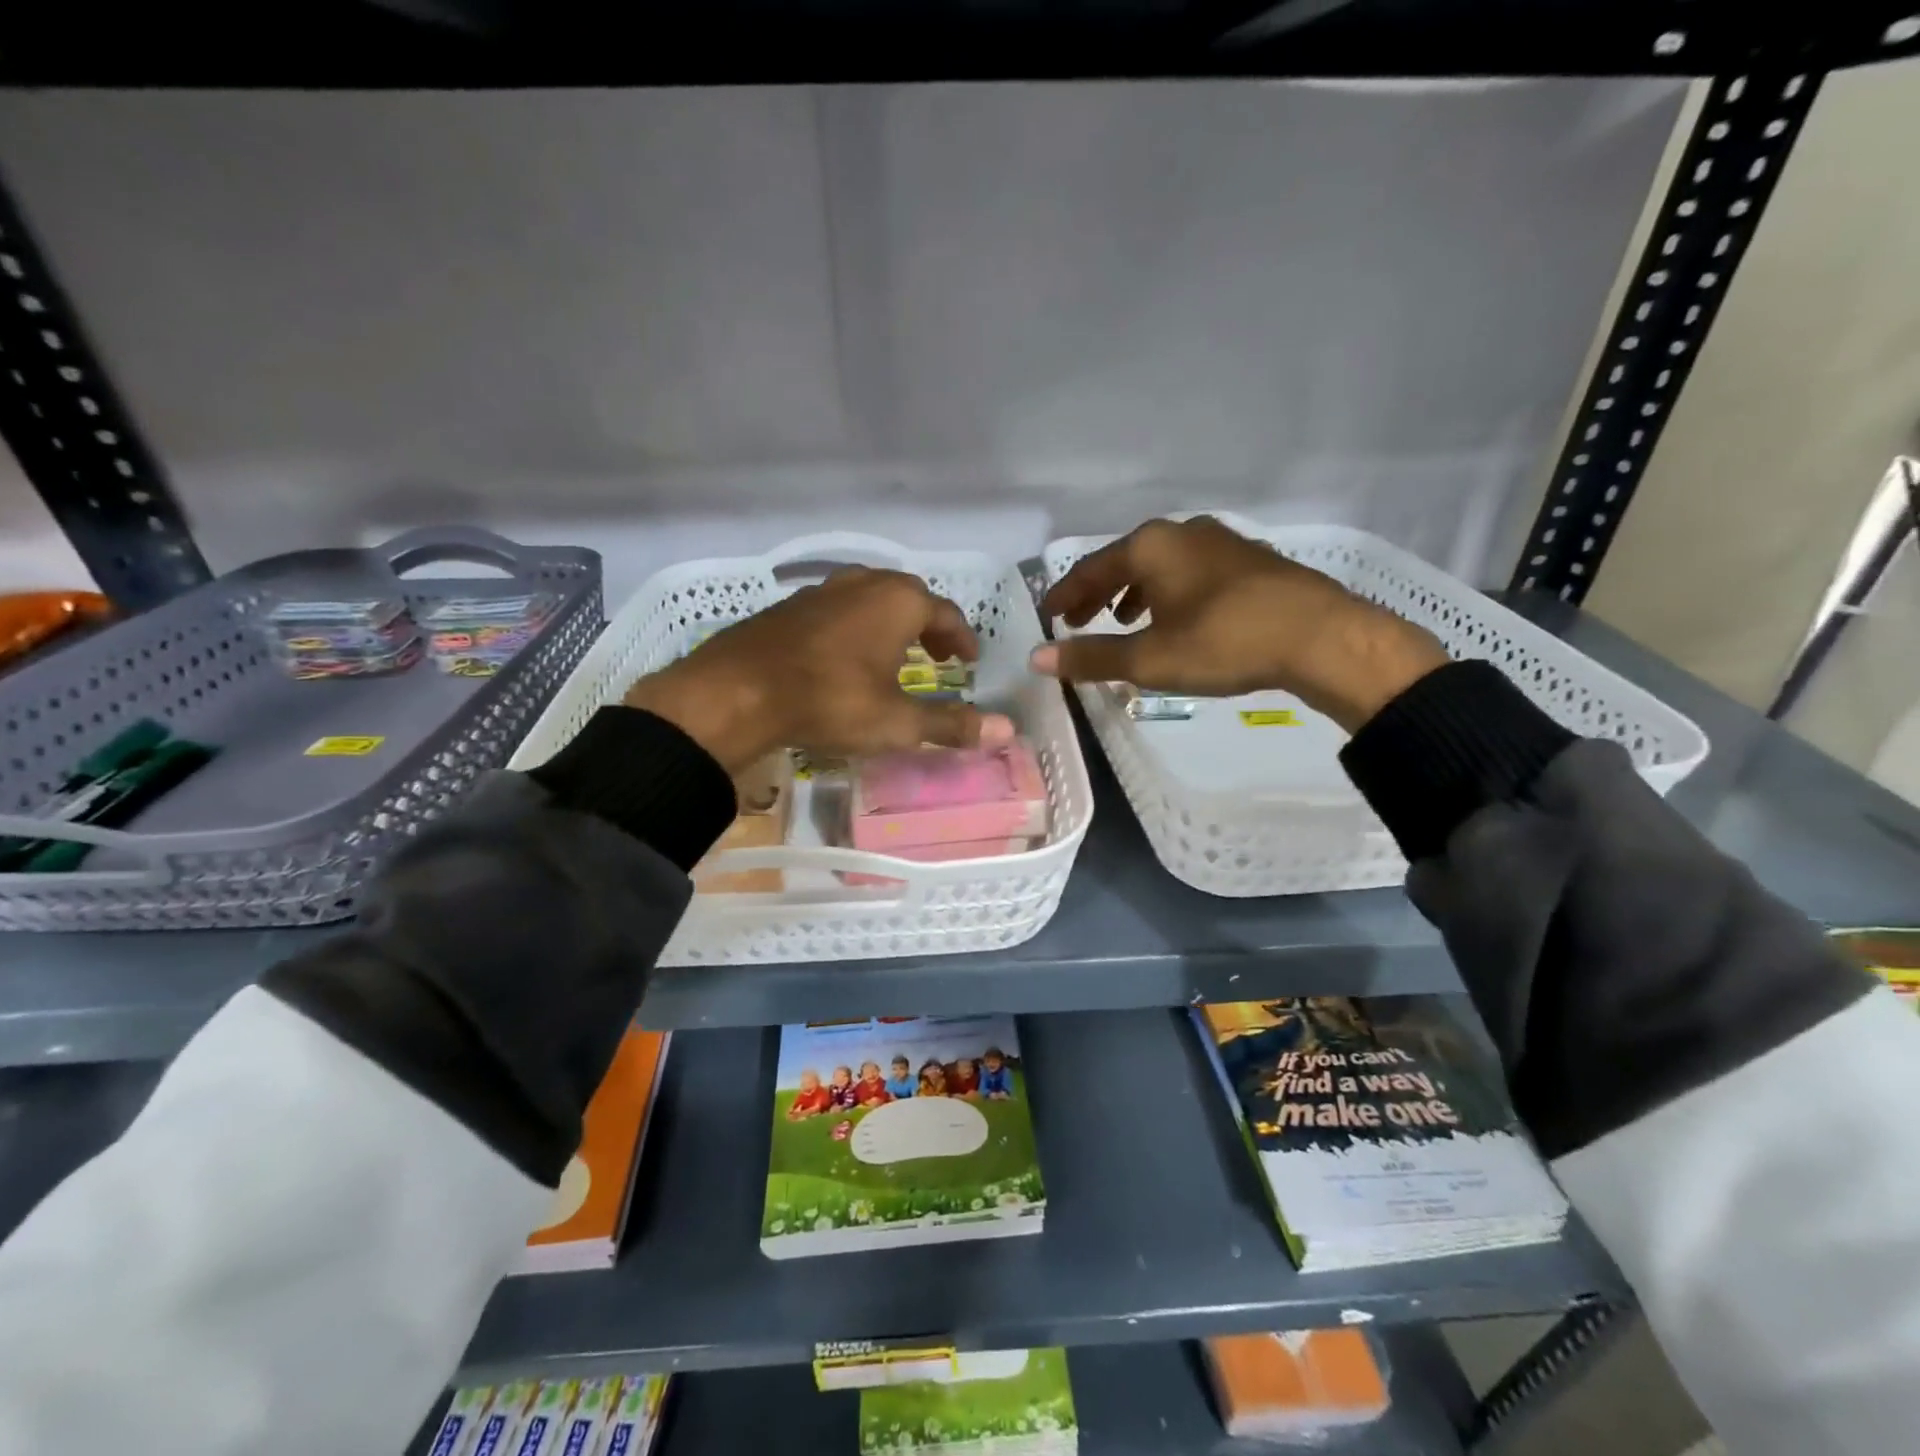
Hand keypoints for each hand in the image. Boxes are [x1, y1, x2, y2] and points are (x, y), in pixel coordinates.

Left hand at [624, 567, 1014, 773]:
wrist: (737, 692)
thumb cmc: (830, 701)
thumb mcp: (896, 721)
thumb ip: (951, 724)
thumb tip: (1007, 730)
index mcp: (899, 601)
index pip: (946, 613)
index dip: (962, 638)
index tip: (969, 661)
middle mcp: (864, 583)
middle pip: (909, 598)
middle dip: (928, 627)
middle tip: (938, 657)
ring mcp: (822, 590)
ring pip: (870, 600)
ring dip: (890, 625)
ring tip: (894, 656)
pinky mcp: (790, 606)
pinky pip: (838, 610)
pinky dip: (855, 627)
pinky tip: (844, 658)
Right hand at [1030, 517, 1446, 732]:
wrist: (1321, 636)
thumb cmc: (1224, 642)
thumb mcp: (1150, 659)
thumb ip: (1092, 657)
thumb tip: (1037, 659)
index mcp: (1151, 546)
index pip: (1091, 568)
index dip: (1067, 595)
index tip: (1050, 616)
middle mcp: (1182, 532)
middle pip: (1125, 561)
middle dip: (1098, 593)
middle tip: (1078, 620)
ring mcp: (1220, 541)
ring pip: (1161, 565)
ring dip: (1134, 592)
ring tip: (1123, 620)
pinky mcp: (1249, 559)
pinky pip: (1191, 571)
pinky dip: (1169, 592)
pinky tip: (1177, 617)